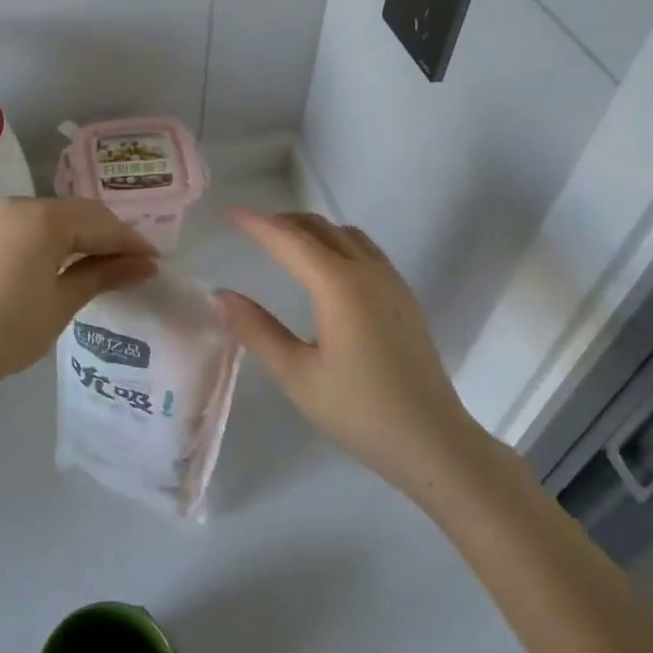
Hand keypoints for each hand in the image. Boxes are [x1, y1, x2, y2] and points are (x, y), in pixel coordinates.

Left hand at [0, 197, 156, 401]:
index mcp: (43, 218)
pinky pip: (23, 229)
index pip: (100, 221)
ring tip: (98, 266)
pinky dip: (47, 242)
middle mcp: (17, 205)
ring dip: (76, 238)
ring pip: (48, 219)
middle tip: (131, 265)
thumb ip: (103, 275)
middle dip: (105, 237)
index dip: (130, 241)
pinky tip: (56, 265)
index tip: (154, 263)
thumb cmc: (4, 331)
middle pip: (75, 214)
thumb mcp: (61, 304)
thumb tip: (145, 264)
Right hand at [216, 210, 479, 494]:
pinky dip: (336, 243)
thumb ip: (256, 330)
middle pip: (320, 227)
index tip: (229, 212)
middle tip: (250, 230)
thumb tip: (220, 296)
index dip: (256, 223)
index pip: (290, 240)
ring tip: (285, 245)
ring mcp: (392, 281)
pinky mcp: (404, 296)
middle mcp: (368, 271)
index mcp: (339, 286)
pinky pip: (365, 250)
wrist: (432, 440)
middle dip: (283, 222)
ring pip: (346, 234)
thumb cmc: (359, 411)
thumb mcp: (297, 374)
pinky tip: (326, 270)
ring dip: (312, 230)